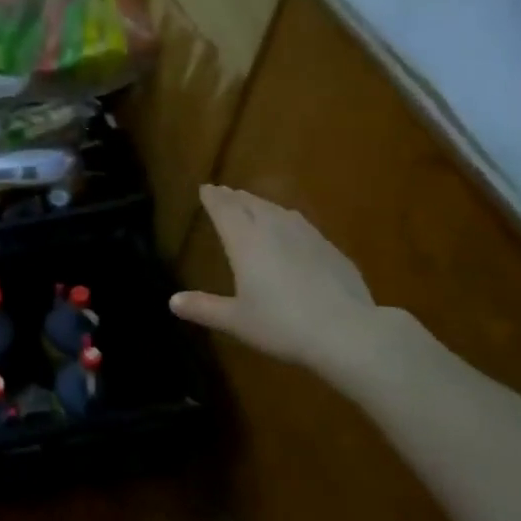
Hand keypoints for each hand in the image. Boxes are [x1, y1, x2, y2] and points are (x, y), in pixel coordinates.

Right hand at [170, 186, 380, 373]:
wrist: (347, 332)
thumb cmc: (282, 325)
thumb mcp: (236, 321)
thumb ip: (204, 308)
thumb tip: (172, 302)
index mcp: (245, 241)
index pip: (224, 209)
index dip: (213, 198)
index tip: (205, 188)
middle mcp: (273, 229)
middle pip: (250, 204)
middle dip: (234, 197)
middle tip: (224, 192)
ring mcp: (306, 235)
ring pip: (277, 210)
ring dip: (260, 204)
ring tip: (253, 205)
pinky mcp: (330, 248)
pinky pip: (300, 224)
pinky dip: (286, 220)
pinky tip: (291, 229)